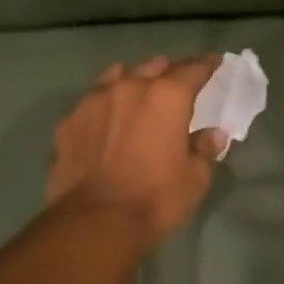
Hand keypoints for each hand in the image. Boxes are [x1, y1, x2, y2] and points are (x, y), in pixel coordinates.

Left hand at [44, 55, 229, 246]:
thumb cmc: (155, 199)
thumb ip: (203, 150)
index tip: (215, 61)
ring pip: (117, 75)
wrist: (94, 222)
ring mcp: (94, 101)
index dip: (207, 65)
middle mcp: (130, 87)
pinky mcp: (69, 122)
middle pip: (154, 66)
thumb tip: (212, 135)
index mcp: (168, 96)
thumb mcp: (195, 179)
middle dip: (168, 70)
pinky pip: (91, 101)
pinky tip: (105, 118)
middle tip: (176, 80)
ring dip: (133, 79)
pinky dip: (104, 104)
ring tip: (138, 89)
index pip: (193, 70)